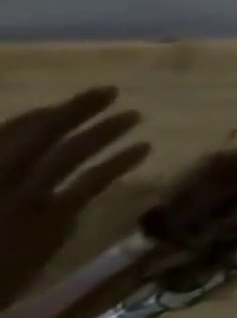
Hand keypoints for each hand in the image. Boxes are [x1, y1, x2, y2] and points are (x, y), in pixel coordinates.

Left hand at [0, 86, 149, 302]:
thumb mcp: (23, 224)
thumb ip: (33, 191)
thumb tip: (31, 133)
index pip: (15, 137)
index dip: (45, 115)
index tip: (84, 96)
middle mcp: (6, 184)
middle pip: (39, 142)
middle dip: (74, 116)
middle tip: (110, 92)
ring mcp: (27, 203)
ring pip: (64, 160)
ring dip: (99, 137)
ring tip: (133, 117)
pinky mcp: (49, 221)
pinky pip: (84, 186)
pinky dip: (112, 167)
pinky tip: (142, 151)